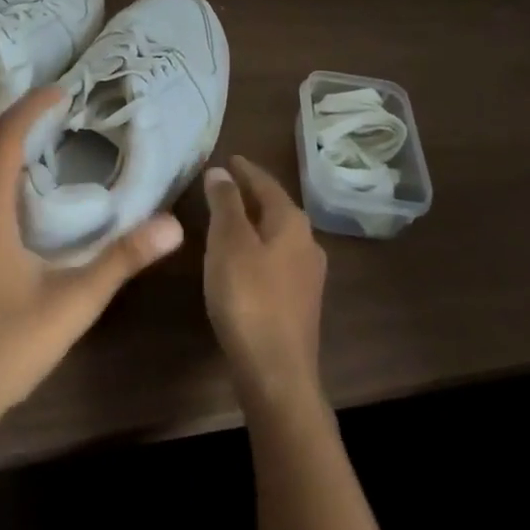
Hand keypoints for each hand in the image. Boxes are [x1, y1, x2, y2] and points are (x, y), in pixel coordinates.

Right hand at [203, 156, 328, 412]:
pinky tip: (241, 260)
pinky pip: (276, 260)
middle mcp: (307, 243)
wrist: (277, 372)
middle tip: (224, 184)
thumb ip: (226, 203)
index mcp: (292, 223)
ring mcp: (307, 275)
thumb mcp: (229, 242)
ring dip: (254, 222)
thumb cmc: (249, 298)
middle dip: (251, 194)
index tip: (228, 158)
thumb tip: (221, 171)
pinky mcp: (299, 303)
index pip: (267, 183)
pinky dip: (257, 248)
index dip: (245, 170)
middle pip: (276, 208)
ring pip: (277, 235)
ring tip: (228, 218)